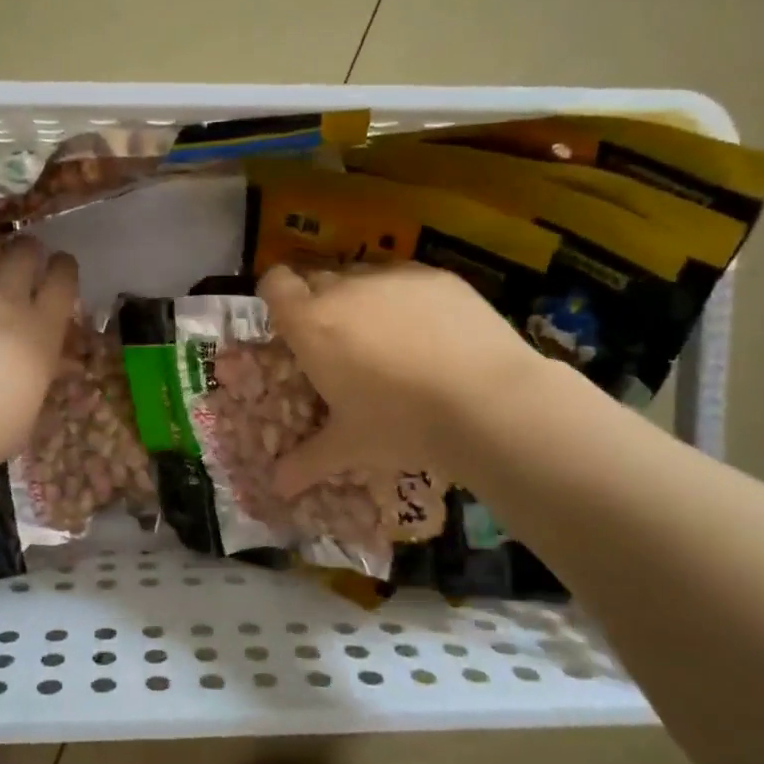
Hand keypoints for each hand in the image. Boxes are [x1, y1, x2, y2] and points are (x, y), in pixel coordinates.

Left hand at [0, 236, 79, 469]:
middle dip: (28, 249)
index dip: (64, 267)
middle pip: (24, 254)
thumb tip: (56, 361)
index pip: (62, 280)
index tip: (60, 267)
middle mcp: (6, 302)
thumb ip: (44, 372)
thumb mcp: (33, 405)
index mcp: (42, 330)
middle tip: (24, 255)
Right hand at [258, 262, 539, 495]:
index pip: (275, 283)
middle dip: (321, 303)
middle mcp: (345, 288)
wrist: (488, 401)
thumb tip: (276, 487)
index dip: (277, 296)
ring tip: (389, 339)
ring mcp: (393, 277)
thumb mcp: (349, 446)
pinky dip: (407, 299)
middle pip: (318, 278)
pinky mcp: (437, 276)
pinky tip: (433, 334)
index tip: (290, 322)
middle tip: (340, 343)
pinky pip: (406, 279)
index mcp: (312, 324)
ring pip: (363, 276)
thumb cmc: (401, 424)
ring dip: (363, 298)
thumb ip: (306, 462)